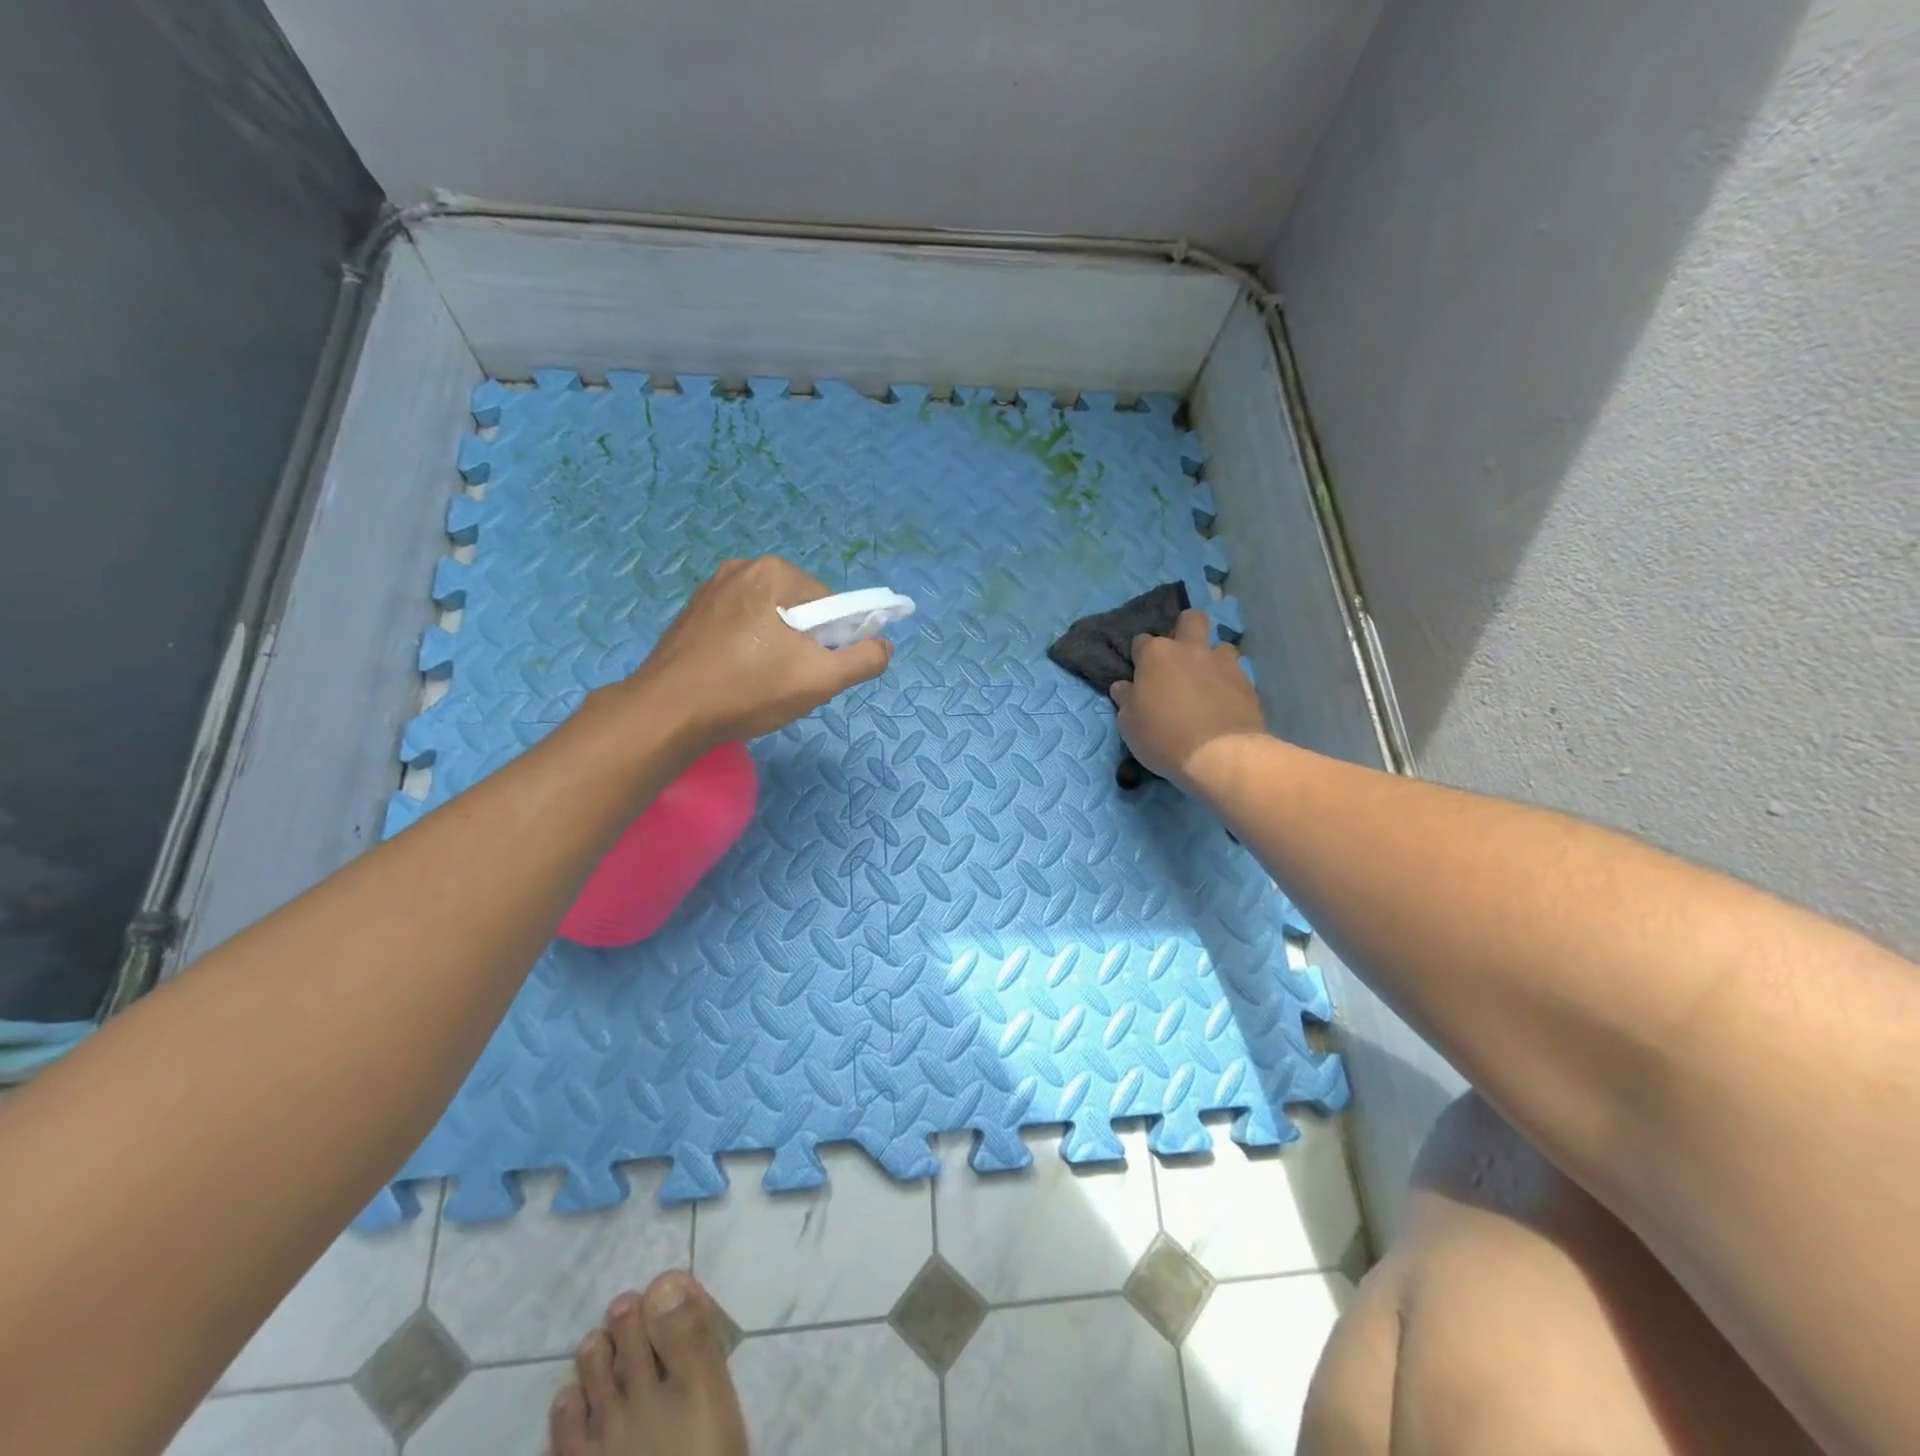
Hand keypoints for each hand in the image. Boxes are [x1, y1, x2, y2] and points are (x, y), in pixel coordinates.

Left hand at [621, 557, 891, 743]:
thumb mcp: (820, 680)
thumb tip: (884, 646)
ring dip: (777, 647)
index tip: (819, 671)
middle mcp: (742, 568)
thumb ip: (863, 660)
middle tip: (791, 682)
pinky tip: (737, 677)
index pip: (831, 604)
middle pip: (800, 609)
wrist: (669, 712)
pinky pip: (739, 625)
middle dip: (804, 644)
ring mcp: (711, 589)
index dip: (835, 641)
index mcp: (776, 573)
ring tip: (762, 684)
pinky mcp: (692, 612)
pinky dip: (748, 648)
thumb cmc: (749, 690)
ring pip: (769, 619)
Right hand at [1110, 609, 1264, 788]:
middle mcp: (1191, 650)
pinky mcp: (1248, 683)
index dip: (1140, 656)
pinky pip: (1237, 674)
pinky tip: (1225, 702)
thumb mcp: (1129, 724)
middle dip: (1185, 629)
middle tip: (1180, 657)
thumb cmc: (1163, 737)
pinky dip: (1229, 684)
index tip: (1140, 673)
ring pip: (1220, 646)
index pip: (1142, 641)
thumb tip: (1123, 686)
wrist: (1220, 756)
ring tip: (1208, 682)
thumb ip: (1126, 700)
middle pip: (1191, 619)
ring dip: (1212, 659)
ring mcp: (1223, 664)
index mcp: (1156, 655)